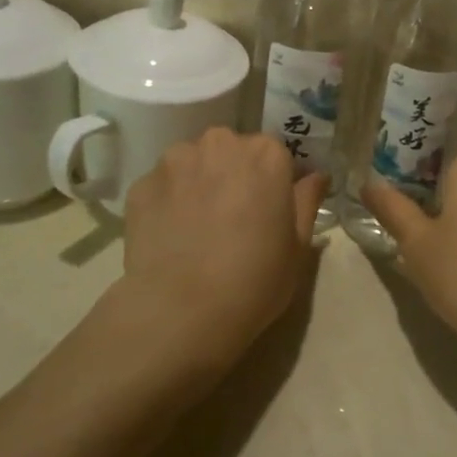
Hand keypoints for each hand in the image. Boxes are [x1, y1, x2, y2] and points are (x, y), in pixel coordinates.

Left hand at [100, 129, 326, 390]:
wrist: (181, 312)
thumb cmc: (254, 279)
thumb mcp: (298, 246)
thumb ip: (307, 200)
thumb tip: (315, 176)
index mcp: (266, 154)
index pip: (276, 153)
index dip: (275, 180)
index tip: (271, 208)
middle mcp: (220, 144)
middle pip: (232, 150)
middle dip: (234, 174)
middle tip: (234, 216)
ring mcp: (174, 161)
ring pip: (194, 163)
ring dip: (199, 182)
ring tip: (197, 226)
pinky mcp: (141, 185)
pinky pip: (163, 186)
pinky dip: (168, 202)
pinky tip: (171, 236)